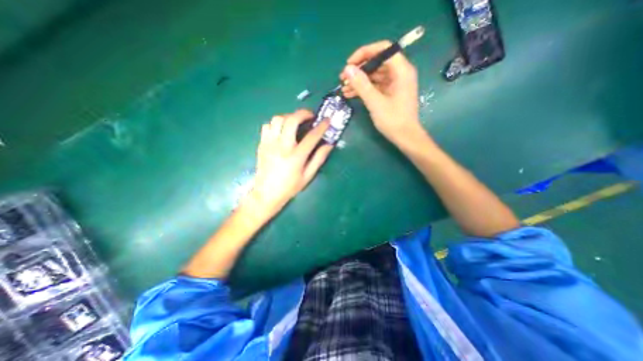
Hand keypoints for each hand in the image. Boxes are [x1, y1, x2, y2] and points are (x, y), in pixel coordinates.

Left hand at [246, 108, 334, 218]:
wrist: (266, 194)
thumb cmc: (289, 187)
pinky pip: (267, 126)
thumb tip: (329, 145)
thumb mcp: (307, 176)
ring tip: (295, 122)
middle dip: (303, 113)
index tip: (327, 120)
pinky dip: (276, 124)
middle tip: (310, 116)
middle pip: (292, 120)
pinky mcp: (262, 144)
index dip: (321, 126)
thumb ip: (318, 159)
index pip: (312, 136)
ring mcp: (270, 144)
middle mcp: (282, 146)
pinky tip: (281, 130)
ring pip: (278, 119)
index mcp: (296, 156)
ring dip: (289, 117)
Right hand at [339, 40, 424, 142]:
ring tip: (343, 89)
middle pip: (377, 63)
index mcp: (401, 71)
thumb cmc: (393, 120)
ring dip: (358, 81)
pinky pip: (375, 86)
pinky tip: (350, 94)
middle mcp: (399, 73)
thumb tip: (347, 69)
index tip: (349, 64)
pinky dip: (363, 89)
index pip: (383, 50)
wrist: (405, 137)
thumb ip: (361, 85)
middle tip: (343, 78)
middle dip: (359, 70)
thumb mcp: (375, 102)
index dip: (364, 53)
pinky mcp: (390, 93)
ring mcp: (394, 84)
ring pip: (374, 76)